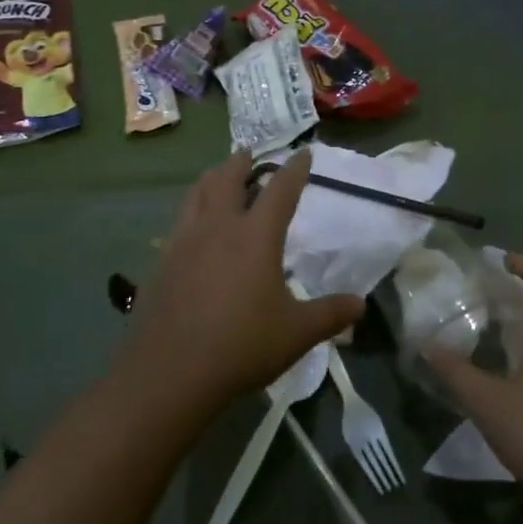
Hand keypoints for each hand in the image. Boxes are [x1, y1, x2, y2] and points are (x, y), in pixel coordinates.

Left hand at [122, 151, 363, 416]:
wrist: (170, 371)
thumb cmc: (241, 346)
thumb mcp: (296, 333)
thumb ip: (330, 314)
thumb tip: (361, 305)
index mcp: (255, 237)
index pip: (280, 190)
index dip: (294, 169)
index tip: (302, 152)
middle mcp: (217, 227)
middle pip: (227, 179)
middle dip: (241, 162)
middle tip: (249, 153)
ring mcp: (183, 241)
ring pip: (196, 193)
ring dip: (211, 178)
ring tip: (218, 176)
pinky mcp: (161, 260)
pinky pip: (179, 221)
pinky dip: (191, 210)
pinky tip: (193, 227)